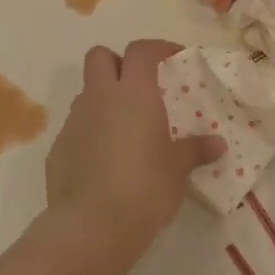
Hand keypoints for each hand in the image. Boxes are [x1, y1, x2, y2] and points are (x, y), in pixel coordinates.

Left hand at [47, 41, 224, 240]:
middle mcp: (99, 98)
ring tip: (124, 128)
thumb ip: (195, 151)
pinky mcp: (57, 148)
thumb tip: (217, 144)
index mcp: (133, 93)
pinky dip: (90, 133)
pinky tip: (104, 160)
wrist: (91, 226)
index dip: (157, 48)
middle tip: (138, 85)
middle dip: (117, 63)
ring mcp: (74, 121)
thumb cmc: (145, 188)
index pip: (141, 51)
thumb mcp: (178, 170)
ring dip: (103, 100)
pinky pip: (76, 127)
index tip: (173, 58)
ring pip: (86, 92)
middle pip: (99, 56)